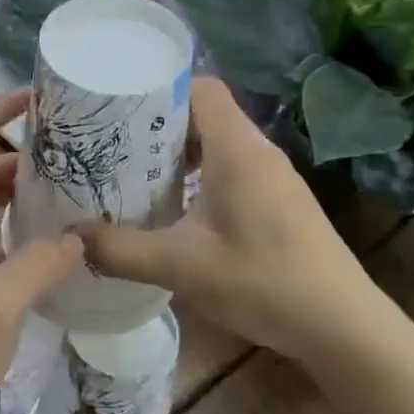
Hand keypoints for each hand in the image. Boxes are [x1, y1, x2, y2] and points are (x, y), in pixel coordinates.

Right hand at [77, 78, 409, 369]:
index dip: (159, 89)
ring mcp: (274, 176)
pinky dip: (201, 175)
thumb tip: (71, 238)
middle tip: (113, 143)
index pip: (199, 87)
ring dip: (179, 153)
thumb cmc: (262, 281)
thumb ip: (121, 250)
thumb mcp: (181, 266)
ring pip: (219, 143)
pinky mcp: (280, 200)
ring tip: (136, 173)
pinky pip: (233, 168)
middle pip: (205, 113)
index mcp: (237, 148)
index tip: (118, 107)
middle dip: (158, 124)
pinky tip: (177, 208)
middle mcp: (257, 150)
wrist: (342, 325)